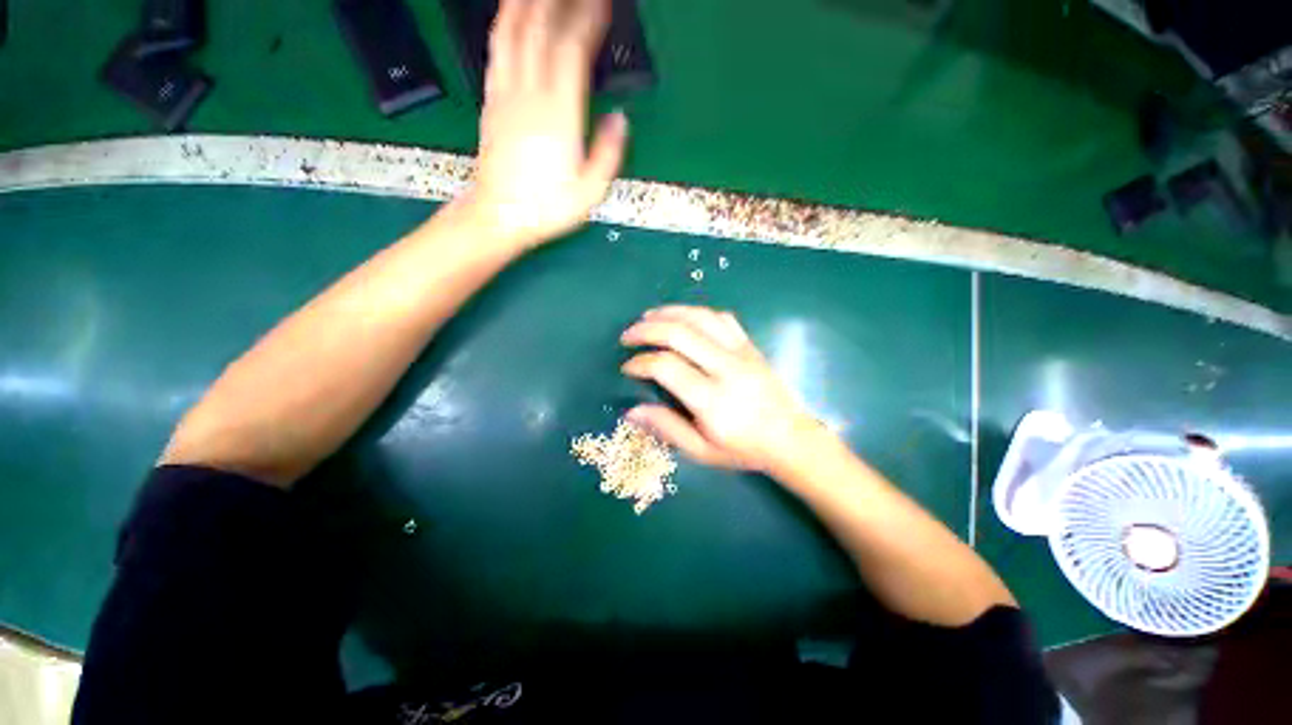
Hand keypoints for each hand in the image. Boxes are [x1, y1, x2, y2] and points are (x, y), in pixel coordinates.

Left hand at [461, 0, 628, 248]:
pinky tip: (509, 14)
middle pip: (540, 30)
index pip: (572, 51)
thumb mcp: (589, 191)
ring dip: (526, 3)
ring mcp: (507, 96)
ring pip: (512, 32)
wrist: (500, 216)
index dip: (587, 20)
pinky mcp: (492, 102)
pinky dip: (503, 24)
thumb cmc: (546, 208)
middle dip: (558, 1)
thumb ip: (608, 154)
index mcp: (558, 116)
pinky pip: (496, 51)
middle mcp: (529, 96)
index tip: (601, 4)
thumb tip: (620, 121)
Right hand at [620, 306, 821, 473]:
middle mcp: (727, 369)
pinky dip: (698, 313)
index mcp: (712, 400)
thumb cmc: (744, 449)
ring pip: (700, 318)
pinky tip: (684, 318)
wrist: (791, 439)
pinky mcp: (751, 346)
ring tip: (648, 317)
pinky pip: (722, 318)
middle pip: (680, 334)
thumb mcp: (701, 451)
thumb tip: (631, 411)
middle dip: (647, 330)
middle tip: (628, 336)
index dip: (640, 363)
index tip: (627, 367)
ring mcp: (742, 353)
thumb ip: (666, 428)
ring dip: (669, 312)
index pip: (666, 367)